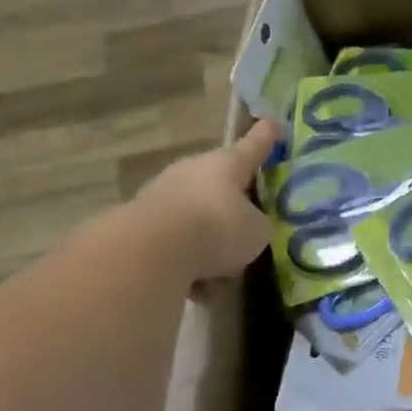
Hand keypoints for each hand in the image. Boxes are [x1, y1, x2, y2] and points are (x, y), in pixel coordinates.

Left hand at [134, 120, 280, 281]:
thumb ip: (258, 226)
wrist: (150, 252)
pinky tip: (196, 287)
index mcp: (227, 164)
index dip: (266, 137)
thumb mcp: (257, 231)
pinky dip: (187, 260)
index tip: (274, 123)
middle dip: (233, 202)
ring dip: (207, 237)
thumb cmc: (217, 228)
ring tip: (222, 269)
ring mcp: (161, 194)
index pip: (254, 146)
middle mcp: (193, 171)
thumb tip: (250, 228)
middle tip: (248, 225)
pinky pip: (175, 241)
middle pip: (219, 182)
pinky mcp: (138, 223)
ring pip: (195, 215)